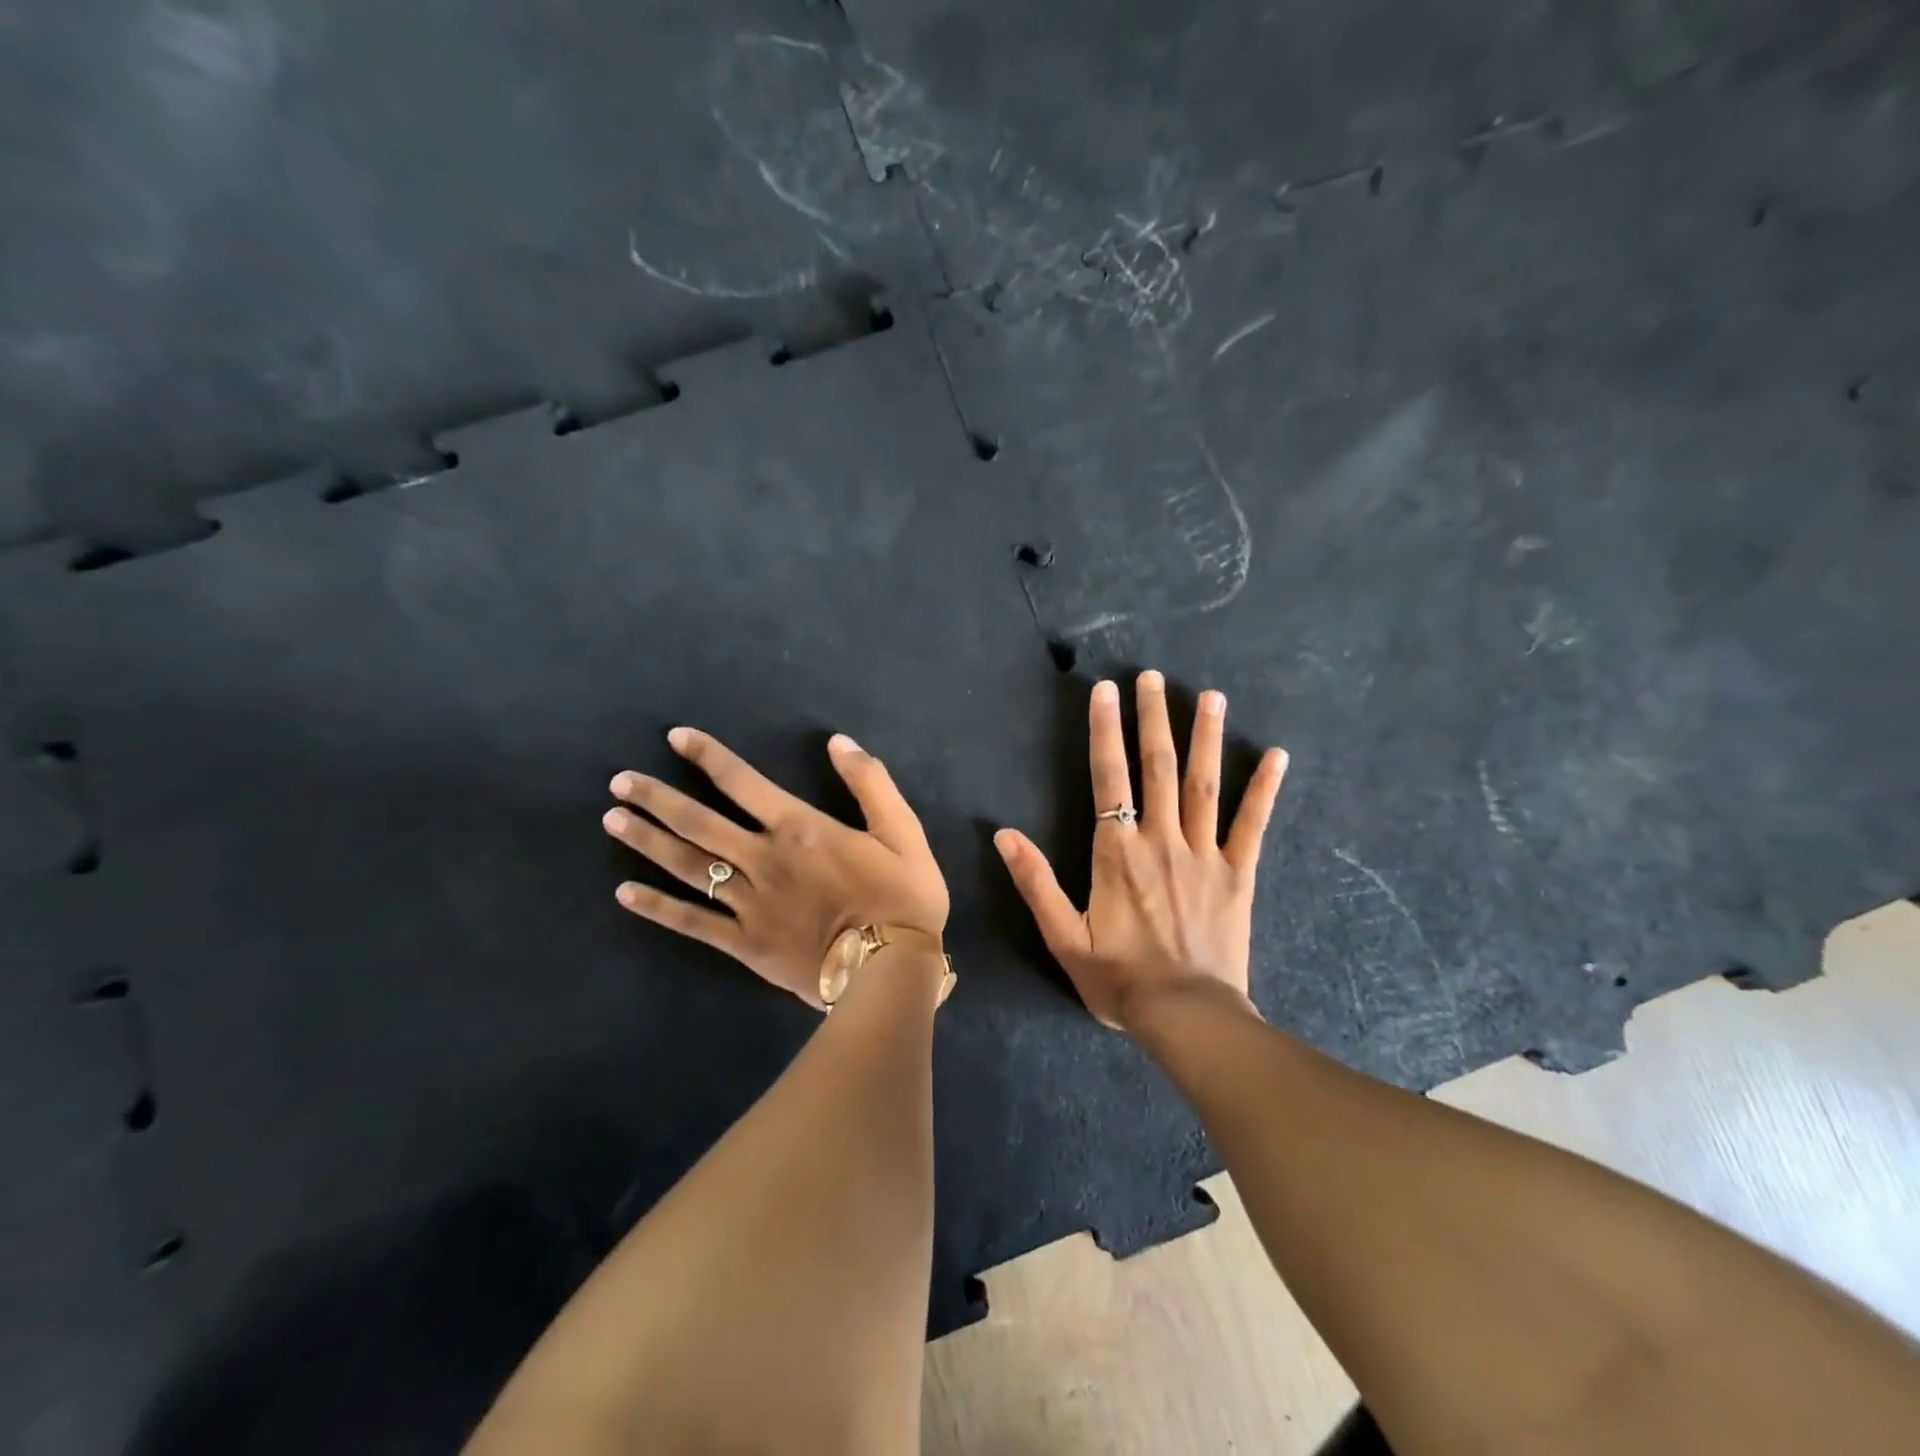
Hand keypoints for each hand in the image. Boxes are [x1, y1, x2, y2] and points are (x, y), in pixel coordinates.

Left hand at [604, 729, 947, 1007]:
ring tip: (612, 821)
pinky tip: (624, 894)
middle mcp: (763, 859)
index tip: (675, 739)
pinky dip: (658, 908)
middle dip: (657, 799)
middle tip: (619, 782)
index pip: (743, 783)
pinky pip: (693, 922)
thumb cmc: (902, 897)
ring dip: (648, 842)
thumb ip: (870, 782)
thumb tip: (838, 742)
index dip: (707, 756)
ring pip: (689, 866)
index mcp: (799, 829)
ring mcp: (748, 903)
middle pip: (700, 823)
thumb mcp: (902, 830)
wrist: (890, 969)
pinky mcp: (744, 943)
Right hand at [995, 670, 1287, 1031]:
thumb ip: (1035, 882)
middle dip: (1153, 718)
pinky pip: (1252, 825)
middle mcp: (1160, 840)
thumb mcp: (1064, 936)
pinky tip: (1276, 755)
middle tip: (1153, 677)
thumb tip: (1003, 834)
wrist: (1185, 1016)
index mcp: (1116, 852)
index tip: (1105, 692)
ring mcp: (1204, 854)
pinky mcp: (1238, 874)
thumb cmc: (1119, 978)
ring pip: (1203, 784)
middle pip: (1156, 767)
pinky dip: (1264, 789)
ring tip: (1210, 696)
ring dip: (1205, 738)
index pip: (1108, 778)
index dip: (1105, 731)